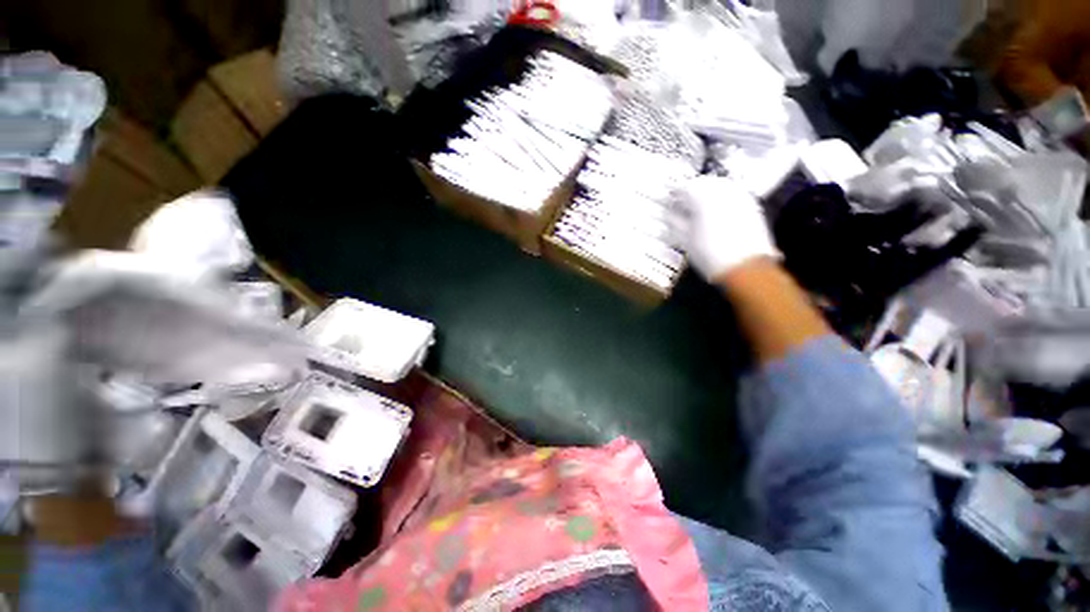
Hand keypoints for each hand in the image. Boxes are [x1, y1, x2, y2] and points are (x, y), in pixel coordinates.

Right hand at [669, 176, 778, 281]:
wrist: (745, 266)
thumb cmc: (710, 254)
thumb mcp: (685, 239)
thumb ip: (674, 222)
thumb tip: (669, 214)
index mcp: (702, 196)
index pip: (683, 187)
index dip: (673, 193)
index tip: (668, 199)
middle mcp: (722, 189)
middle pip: (702, 182)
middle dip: (690, 191)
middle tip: (680, 203)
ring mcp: (739, 195)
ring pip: (718, 186)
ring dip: (706, 193)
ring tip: (697, 208)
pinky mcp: (750, 204)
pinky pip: (731, 194)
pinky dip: (720, 199)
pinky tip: (714, 212)